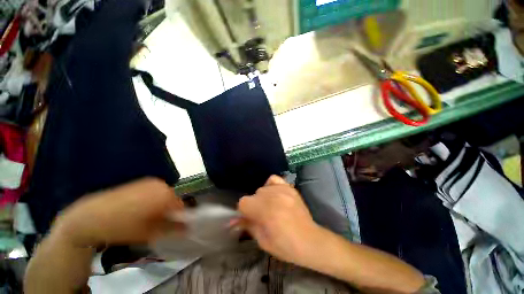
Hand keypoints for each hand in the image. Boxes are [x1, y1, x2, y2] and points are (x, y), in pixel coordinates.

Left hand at [52, 178, 184, 247]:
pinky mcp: (141, 181)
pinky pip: (155, 191)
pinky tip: (139, 208)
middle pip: (173, 199)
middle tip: (156, 223)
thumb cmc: (122, 227)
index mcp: (166, 195)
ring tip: (146, 216)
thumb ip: (172, 229)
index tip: (169, 227)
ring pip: (164, 195)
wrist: (91, 216)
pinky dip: (152, 199)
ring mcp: (151, 181)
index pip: (181, 206)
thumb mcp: (149, 233)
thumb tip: (187, 229)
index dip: (177, 218)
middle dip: (168, 211)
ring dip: (160, 205)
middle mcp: (162, 184)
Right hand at [238, 175, 324, 265]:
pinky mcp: (290, 188)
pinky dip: (270, 185)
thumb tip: (232, 221)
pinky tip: (274, 194)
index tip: (249, 218)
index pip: (243, 202)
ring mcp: (283, 190)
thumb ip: (247, 226)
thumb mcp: (263, 240)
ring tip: (270, 207)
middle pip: (253, 195)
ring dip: (262, 198)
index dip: (244, 211)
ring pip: (262, 188)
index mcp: (266, 211)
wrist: (310, 241)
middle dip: (254, 206)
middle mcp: (274, 197)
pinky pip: (274, 179)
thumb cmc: (286, 246)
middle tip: (262, 216)